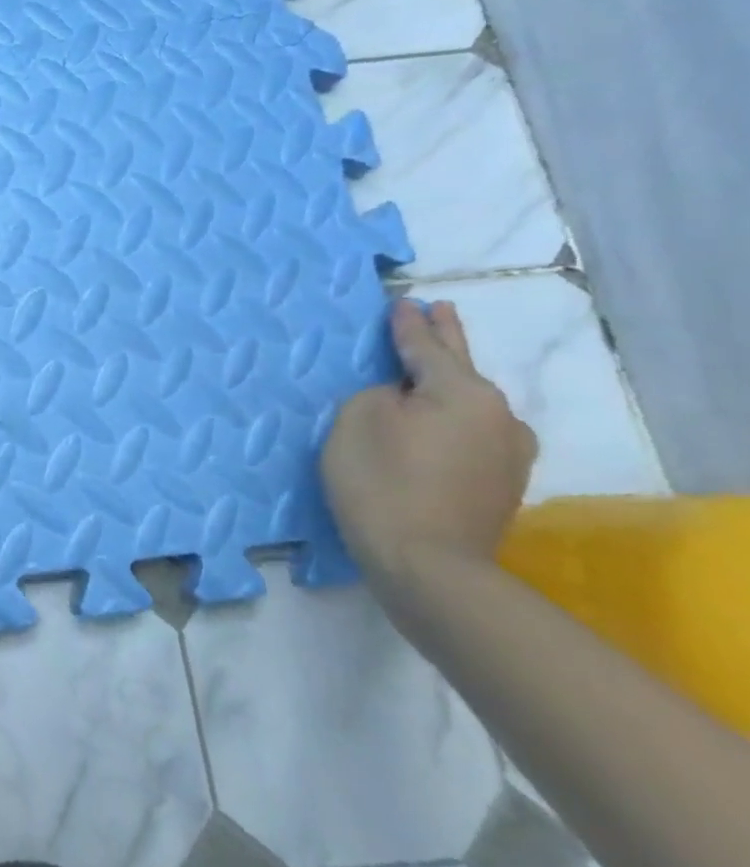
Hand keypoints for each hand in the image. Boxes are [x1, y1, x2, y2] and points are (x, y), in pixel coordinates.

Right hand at [322, 299, 537, 584]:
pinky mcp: (501, 485)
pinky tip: (435, 424)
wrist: (428, 566)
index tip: (404, 300)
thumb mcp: (358, 419)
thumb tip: (402, 398)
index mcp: (463, 393)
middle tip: (440, 310)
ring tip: (430, 371)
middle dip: (446, 339)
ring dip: (448, 385)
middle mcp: (499, 416)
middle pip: (462, 368)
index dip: (410, 323)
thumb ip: (379, 393)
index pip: (427, 347)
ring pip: (469, 405)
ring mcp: (508, 454)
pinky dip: (450, 421)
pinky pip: (471, 435)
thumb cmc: (383, 481)